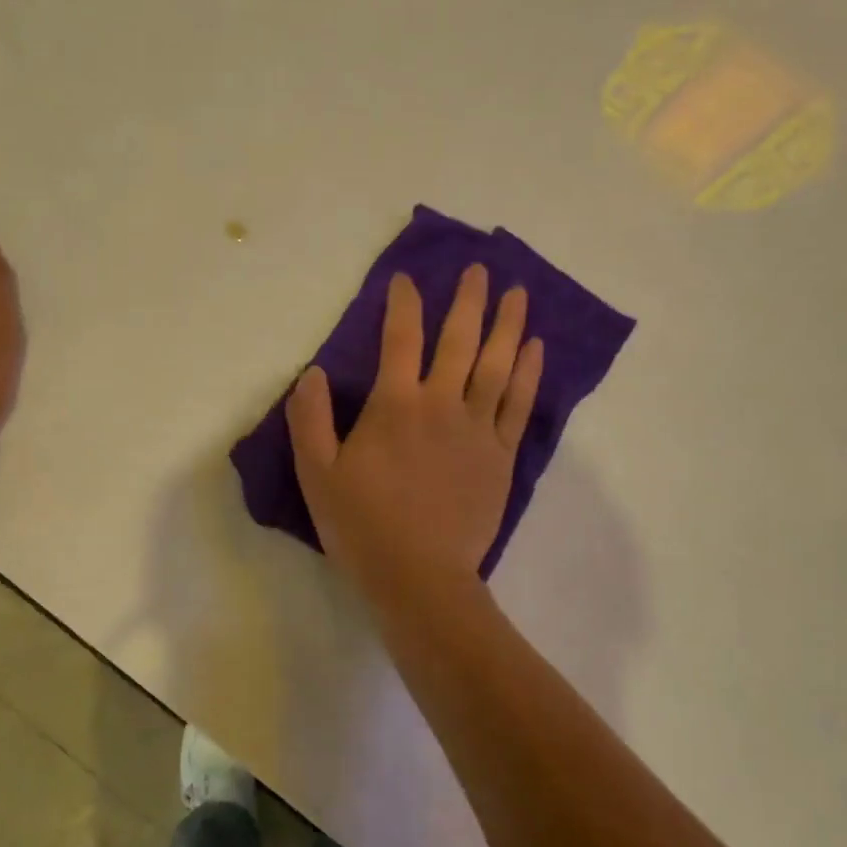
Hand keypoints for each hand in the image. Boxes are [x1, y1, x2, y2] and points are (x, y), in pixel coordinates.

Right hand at [286, 265, 542, 596]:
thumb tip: (314, 372)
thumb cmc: (362, 526)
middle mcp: (440, 405)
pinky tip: (536, 349)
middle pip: (459, 341)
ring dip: (508, 325)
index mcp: (395, 406)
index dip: (403, 303)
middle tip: (480, 269)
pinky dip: (529, 373)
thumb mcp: (316, 474)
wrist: (419, 577)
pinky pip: (519, 405)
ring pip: (498, 365)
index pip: (400, 339)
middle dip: (469, 300)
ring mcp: (477, 430)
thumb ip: (310, 419)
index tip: (406, 279)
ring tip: (519, 293)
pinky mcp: (500, 456)